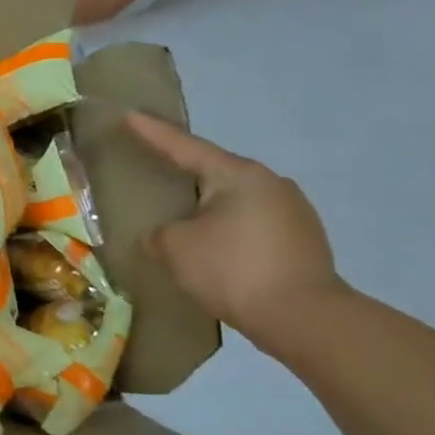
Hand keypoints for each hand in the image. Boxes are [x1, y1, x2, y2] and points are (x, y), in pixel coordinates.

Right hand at [125, 112, 345, 349]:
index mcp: (238, 175)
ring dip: (208, 207)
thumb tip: (162, 235)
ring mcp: (293, 211)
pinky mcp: (303, 240)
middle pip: (214, 172)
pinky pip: (252, 224)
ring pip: (235, 200)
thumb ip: (158, 234)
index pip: (184, 147)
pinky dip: (228, 230)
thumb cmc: (232, 270)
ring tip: (184, 221)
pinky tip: (215, 249)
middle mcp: (270, 183)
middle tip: (155, 172)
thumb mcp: (175, 248)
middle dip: (184, 173)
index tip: (130, 115)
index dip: (152, 133)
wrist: (305, 318)